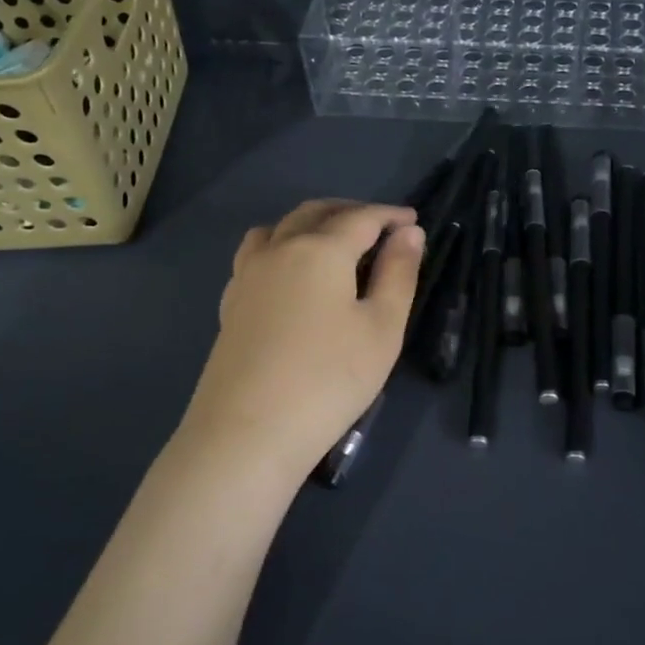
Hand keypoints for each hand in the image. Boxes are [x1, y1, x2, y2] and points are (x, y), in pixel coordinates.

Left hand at [181, 199, 423, 478]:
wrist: (249, 432)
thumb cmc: (330, 379)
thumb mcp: (382, 328)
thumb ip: (398, 274)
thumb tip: (409, 233)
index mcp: (320, 250)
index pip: (361, 218)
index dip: (390, 216)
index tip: (413, 220)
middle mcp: (279, 250)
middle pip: (315, 213)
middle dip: (350, 211)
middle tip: (380, 227)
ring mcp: (248, 276)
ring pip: (279, 228)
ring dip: (311, 223)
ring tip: (333, 242)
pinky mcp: (231, 303)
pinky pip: (257, 254)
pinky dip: (282, 246)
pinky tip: (292, 274)